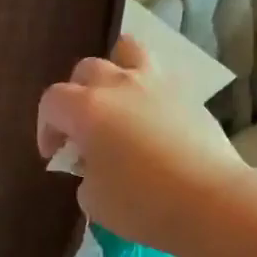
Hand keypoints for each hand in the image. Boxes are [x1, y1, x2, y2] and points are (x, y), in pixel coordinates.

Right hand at [37, 35, 247, 253]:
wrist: (211, 200)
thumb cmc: (142, 203)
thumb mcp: (93, 200)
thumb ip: (85, 174)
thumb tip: (94, 164)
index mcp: (87, 109)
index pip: (52, 102)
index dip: (46, 128)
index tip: (55, 155)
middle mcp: (119, 85)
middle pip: (86, 70)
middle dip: (76, 97)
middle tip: (82, 131)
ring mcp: (157, 84)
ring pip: (127, 52)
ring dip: (115, 71)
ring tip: (117, 101)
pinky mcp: (188, 95)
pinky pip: (158, 79)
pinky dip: (146, 93)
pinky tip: (151, 121)